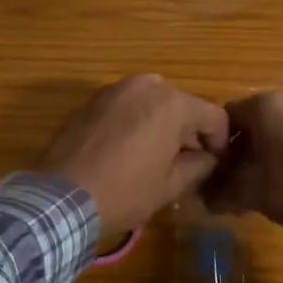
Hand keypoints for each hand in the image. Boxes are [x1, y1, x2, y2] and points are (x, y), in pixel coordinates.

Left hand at [39, 75, 229, 239]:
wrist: (62, 197)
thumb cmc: (125, 191)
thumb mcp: (171, 186)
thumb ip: (199, 166)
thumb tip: (209, 159)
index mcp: (172, 103)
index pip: (214, 116)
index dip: (220, 142)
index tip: (216, 164)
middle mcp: (146, 86)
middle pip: (182, 105)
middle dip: (189, 132)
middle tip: (188, 162)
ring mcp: (115, 89)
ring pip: (152, 103)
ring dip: (162, 124)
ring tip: (157, 156)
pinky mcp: (91, 101)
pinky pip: (126, 107)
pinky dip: (135, 122)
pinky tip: (128, 150)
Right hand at [204, 92, 282, 236]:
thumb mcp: (251, 193)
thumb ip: (222, 193)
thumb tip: (203, 200)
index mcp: (265, 105)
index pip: (226, 116)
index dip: (218, 144)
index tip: (218, 169)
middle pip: (254, 121)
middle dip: (244, 148)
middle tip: (238, 178)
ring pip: (279, 128)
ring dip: (267, 150)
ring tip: (265, 181)